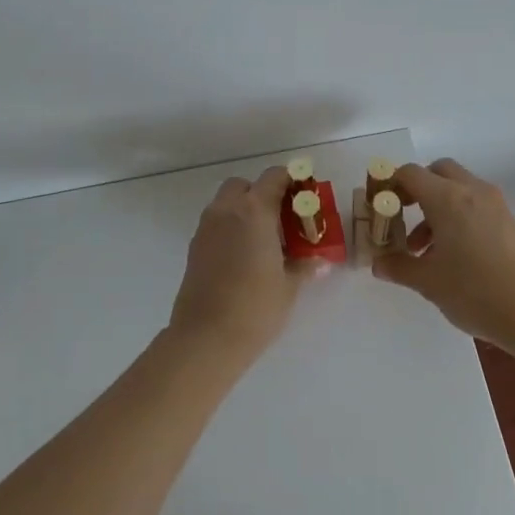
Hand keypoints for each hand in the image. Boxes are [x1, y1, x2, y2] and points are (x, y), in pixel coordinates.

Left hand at [166, 166, 309, 356]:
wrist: (206, 337)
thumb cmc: (255, 307)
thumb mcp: (288, 286)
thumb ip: (304, 265)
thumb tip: (319, 261)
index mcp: (254, 211)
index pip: (274, 177)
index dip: (291, 181)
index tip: (305, 198)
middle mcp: (226, 211)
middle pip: (244, 186)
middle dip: (262, 194)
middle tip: (282, 221)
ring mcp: (206, 228)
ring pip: (226, 204)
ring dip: (244, 211)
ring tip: (264, 241)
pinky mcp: (194, 247)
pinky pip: (215, 224)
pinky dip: (230, 228)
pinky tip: (244, 257)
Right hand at [373, 158, 514, 350]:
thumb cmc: (475, 292)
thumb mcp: (428, 282)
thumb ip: (398, 266)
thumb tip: (378, 263)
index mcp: (447, 198)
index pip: (410, 173)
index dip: (389, 186)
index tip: (379, 209)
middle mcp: (471, 191)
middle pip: (437, 171)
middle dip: (416, 189)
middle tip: (402, 217)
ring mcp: (495, 204)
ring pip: (457, 188)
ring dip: (435, 206)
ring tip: (424, 248)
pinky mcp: (508, 220)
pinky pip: (474, 204)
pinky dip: (456, 215)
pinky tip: (451, 254)